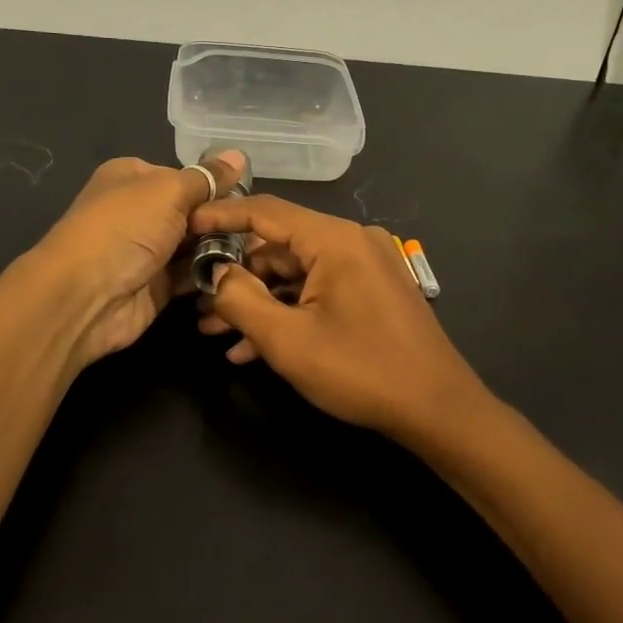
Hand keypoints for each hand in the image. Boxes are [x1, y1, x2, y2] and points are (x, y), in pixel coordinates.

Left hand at [29, 150, 246, 368]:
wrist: (85, 296)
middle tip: (261, 230)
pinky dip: (214, 275)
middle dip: (224, 221)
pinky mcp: (157, 286)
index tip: (250, 198)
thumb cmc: (125, 228)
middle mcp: (140, 212)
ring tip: (261, 252)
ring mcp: (148, 251)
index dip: (216, 186)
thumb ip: (206, 178)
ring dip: (223, 249)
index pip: (185, 176)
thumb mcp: (169, 191)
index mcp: (133, 178)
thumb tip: (239, 155)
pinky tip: (244, 273)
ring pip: (197, 245)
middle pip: (194, 212)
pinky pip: (193, 276)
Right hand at [190, 195, 487, 440]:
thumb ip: (241, 300)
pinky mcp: (370, 293)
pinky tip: (252, 349)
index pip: (265, 211)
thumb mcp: (288, 340)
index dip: (220, 217)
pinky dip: (286, 314)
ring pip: (294, 275)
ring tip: (214, 333)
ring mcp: (364, 268)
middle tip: (197, 305)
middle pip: (278, 247)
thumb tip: (214, 273)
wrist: (437, 410)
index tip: (184, 228)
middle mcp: (351, 242)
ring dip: (256, 304)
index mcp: (335, 239)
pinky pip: (317, 293)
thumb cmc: (361, 370)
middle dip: (235, 279)